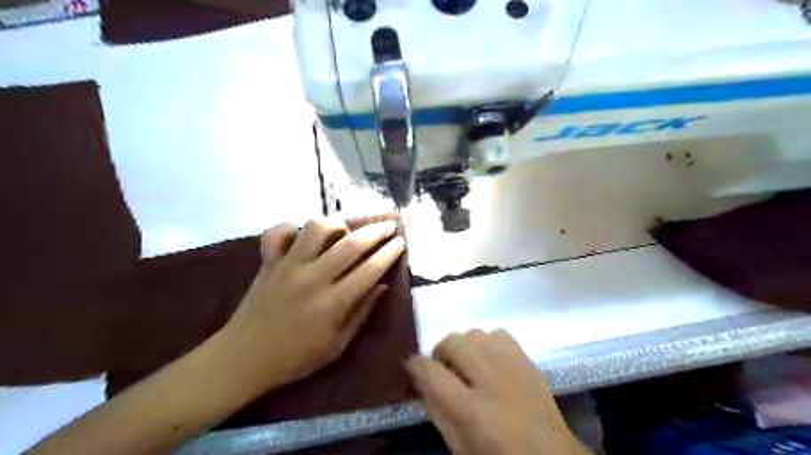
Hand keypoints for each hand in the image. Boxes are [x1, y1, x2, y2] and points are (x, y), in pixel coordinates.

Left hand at [216, 217, 405, 390]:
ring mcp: (287, 266)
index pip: (369, 270)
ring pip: (316, 228)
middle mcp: (312, 278)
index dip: (389, 253)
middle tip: (389, 225)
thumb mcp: (336, 346)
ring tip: (346, 230)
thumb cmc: (295, 358)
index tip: (401, 242)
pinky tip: (302, 237)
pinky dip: (292, 228)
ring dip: (337, 224)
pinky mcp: (268, 262)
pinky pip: (277, 233)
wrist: (243, 359)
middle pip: (350, 243)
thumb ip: (361, 313)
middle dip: (376, 231)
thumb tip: (381, 286)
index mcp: (332, 303)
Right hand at [406, 328, 590, 454]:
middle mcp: (490, 378)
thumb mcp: (459, 444)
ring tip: (468, 365)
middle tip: (445, 370)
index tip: (414, 368)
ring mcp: (512, 364)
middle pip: (452, 342)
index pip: (431, 371)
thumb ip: (436, 410)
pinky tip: (490, 360)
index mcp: (470, 409)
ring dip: (464, 347)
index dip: (416, 365)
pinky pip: (497, 333)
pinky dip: (487, 342)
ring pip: (474, 333)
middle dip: (440, 353)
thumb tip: (420, 379)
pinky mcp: (526, 358)